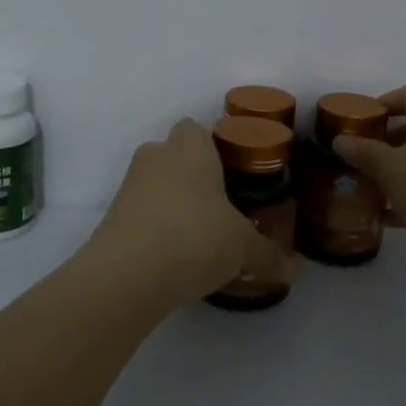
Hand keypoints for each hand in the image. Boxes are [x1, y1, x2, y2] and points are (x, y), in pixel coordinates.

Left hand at [83, 119, 291, 306]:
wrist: (126, 277)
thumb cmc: (195, 239)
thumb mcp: (244, 249)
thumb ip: (269, 255)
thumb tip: (293, 270)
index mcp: (190, 148)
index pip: (197, 128)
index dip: (215, 146)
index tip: (235, 172)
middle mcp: (156, 157)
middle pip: (176, 155)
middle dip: (196, 176)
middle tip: (223, 206)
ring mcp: (129, 186)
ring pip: (157, 185)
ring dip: (175, 204)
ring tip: (202, 237)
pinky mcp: (112, 217)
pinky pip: (143, 213)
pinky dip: (157, 228)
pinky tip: (177, 258)